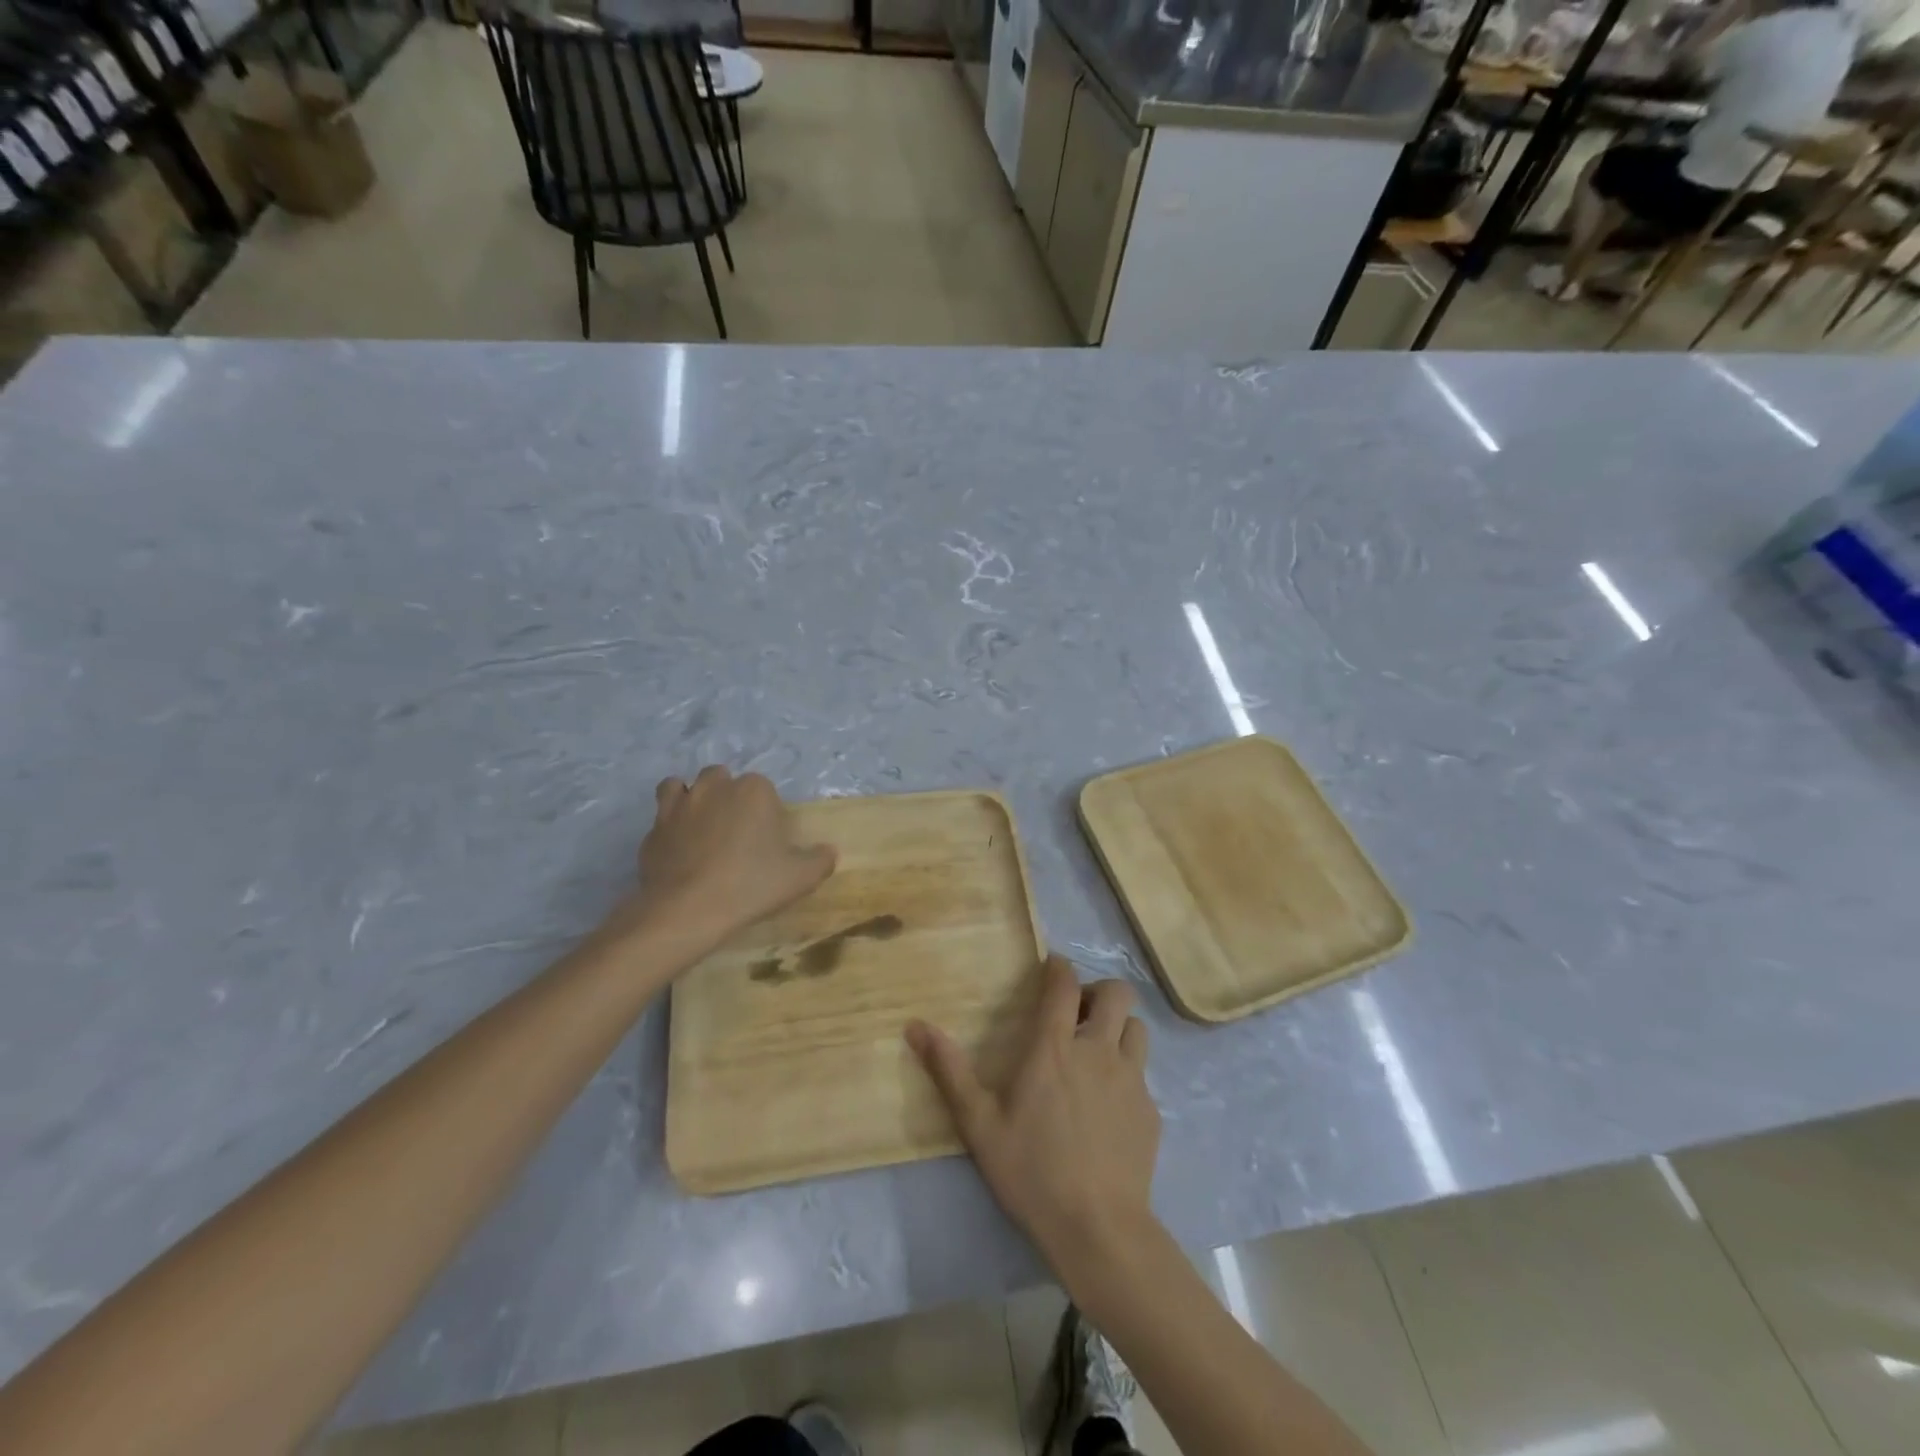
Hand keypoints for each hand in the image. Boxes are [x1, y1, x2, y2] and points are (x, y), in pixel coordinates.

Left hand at [607, 766, 835, 954]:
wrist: (688, 909)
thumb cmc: (751, 885)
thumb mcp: (801, 877)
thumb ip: (820, 860)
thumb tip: (829, 851)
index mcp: (753, 790)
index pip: (763, 788)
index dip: (765, 810)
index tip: (767, 838)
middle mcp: (714, 787)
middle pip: (720, 778)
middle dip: (726, 796)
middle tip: (735, 831)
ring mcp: (678, 805)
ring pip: (681, 786)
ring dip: (691, 799)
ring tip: (700, 827)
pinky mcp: (653, 829)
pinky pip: (661, 817)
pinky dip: (669, 827)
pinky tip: (678, 851)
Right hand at [906, 954, 1159, 1276]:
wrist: (1097, 1229)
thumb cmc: (1031, 1171)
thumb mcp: (978, 1124)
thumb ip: (949, 1071)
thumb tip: (915, 1026)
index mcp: (1055, 1048)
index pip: (1063, 984)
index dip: (1058, 967)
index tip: (1050, 968)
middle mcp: (1098, 1051)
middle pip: (1116, 993)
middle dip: (1097, 991)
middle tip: (1077, 1014)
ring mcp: (1131, 1080)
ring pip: (1137, 1028)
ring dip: (1118, 1027)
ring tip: (1098, 1050)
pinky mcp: (1150, 1110)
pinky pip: (1143, 1073)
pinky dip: (1127, 1072)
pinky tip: (1109, 1103)